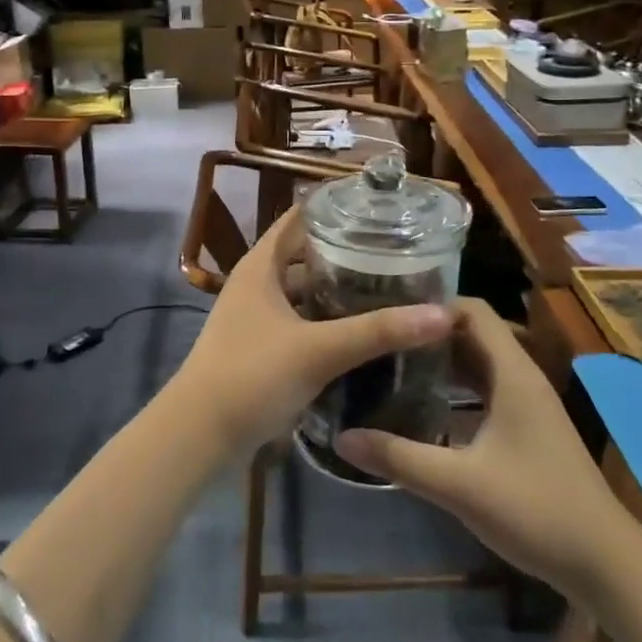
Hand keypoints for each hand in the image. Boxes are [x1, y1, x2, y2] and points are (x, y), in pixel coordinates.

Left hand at [171, 209, 455, 457]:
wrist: (199, 435)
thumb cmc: (251, 376)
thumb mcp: (318, 349)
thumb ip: (378, 331)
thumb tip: (443, 314)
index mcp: (261, 265)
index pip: (300, 217)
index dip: (336, 206)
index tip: (380, 205)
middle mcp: (257, 282)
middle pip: (306, 253)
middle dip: (347, 250)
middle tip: (397, 249)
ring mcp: (257, 316)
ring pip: (305, 289)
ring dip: (338, 288)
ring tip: (388, 286)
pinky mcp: (262, 347)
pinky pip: (302, 320)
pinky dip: (328, 319)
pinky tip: (361, 330)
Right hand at [334, 298, 620, 592]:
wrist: (605, 565)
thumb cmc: (536, 511)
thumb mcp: (459, 485)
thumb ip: (400, 457)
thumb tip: (342, 437)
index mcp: (512, 373)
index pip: (473, 310)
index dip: (433, 305)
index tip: (390, 313)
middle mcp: (522, 378)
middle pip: (474, 334)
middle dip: (430, 333)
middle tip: (382, 339)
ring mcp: (528, 404)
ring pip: (480, 364)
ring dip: (442, 362)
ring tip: (393, 367)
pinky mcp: (529, 429)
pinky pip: (487, 391)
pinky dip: (457, 389)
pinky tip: (426, 409)